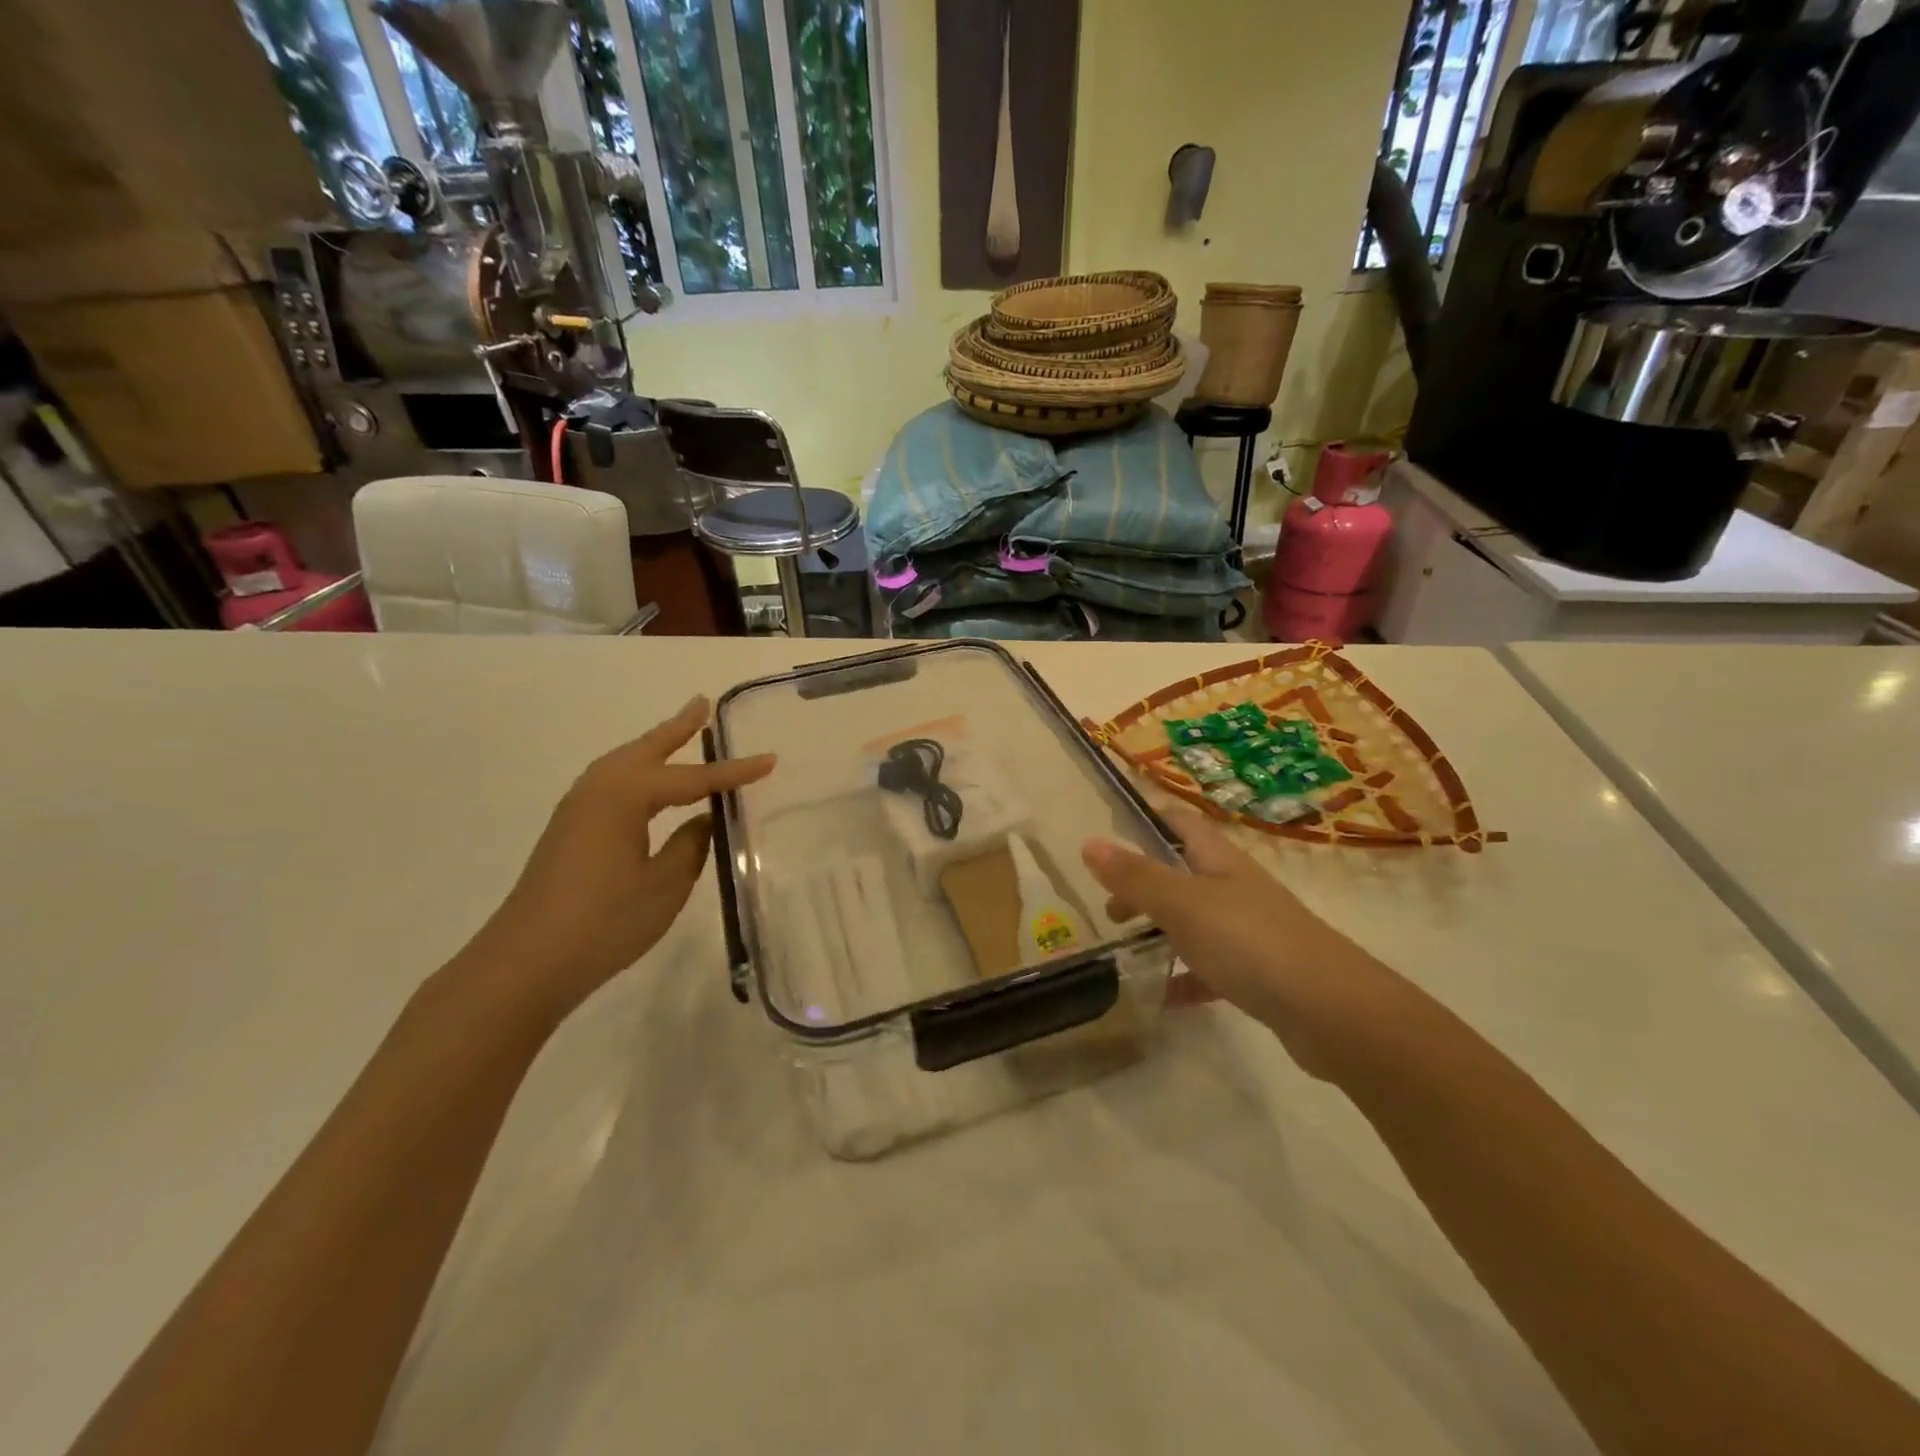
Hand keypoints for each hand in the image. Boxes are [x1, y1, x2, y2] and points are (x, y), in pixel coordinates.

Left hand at [462, 697, 774, 1021]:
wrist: (526, 963)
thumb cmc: (604, 922)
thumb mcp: (665, 884)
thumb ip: (691, 845)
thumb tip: (703, 821)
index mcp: (626, 795)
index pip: (693, 778)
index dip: (734, 772)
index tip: (770, 760)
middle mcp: (598, 789)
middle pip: (648, 750)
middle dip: (678, 728)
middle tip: (703, 703)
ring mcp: (578, 808)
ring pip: (625, 763)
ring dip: (655, 747)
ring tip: (681, 732)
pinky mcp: (569, 829)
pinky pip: (613, 784)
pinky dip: (638, 772)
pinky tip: (648, 786)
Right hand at [1081, 808, 1401, 1078]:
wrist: (1331, 1012)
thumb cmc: (1249, 942)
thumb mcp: (1181, 904)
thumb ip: (1135, 877)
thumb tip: (1089, 841)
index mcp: (1220, 862)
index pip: (1182, 823)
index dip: (1150, 818)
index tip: (1113, 827)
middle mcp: (1237, 889)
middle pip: (1184, 873)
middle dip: (1144, 884)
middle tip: (1109, 908)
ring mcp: (1252, 932)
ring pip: (1196, 920)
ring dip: (1163, 930)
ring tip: (1127, 948)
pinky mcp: (1261, 975)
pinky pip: (1212, 968)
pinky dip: (1186, 976)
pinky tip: (1165, 996)